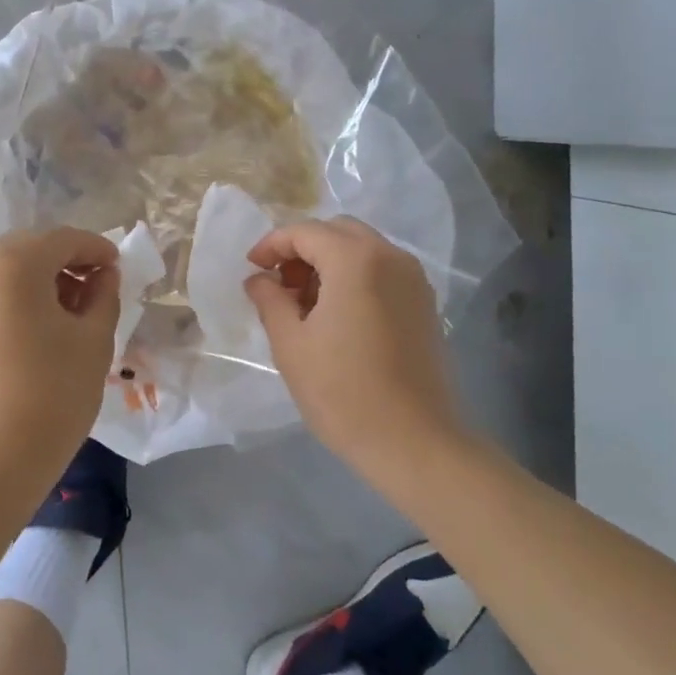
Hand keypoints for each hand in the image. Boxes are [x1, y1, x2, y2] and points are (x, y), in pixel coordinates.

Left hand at [0, 227, 119, 490]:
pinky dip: (13, 298)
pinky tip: (35, 327)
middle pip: (30, 249)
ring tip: (67, 312)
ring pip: (5, 270)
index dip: (96, 249)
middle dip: (66, 262)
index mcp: (13, 262)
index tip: (118, 267)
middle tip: (96, 289)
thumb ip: (104, 295)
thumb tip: (102, 274)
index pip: (63, 239)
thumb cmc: (52, 394)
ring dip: (38, 279)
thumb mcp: (93, 340)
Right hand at [244, 216, 459, 463]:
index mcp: (355, 260)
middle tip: (279, 284)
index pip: (305, 232)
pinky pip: (382, 271)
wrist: (414, 442)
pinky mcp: (424, 303)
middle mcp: (390, 257)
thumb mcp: (291, 344)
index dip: (272, 245)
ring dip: (329, 262)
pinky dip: (354, 277)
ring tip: (305, 304)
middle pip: (337, 232)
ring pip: (362, 249)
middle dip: (302, 249)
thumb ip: (270, 300)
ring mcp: (413, 279)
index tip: (252, 269)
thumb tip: (259, 279)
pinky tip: (337, 316)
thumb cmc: (343, 392)